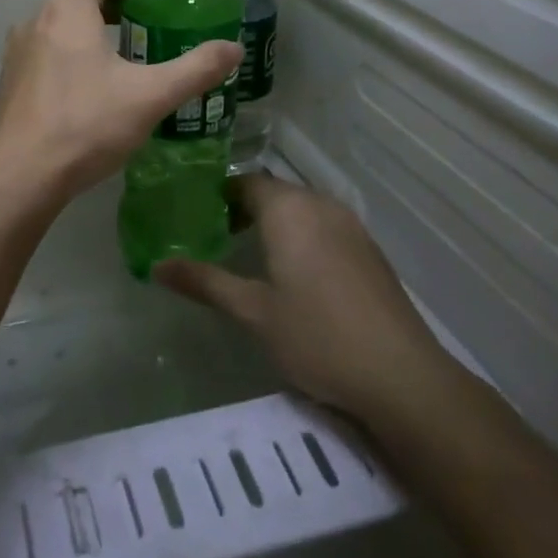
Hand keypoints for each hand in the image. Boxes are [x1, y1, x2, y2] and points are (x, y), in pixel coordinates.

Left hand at [0, 0, 241, 205]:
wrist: (20, 175)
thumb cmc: (86, 123)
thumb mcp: (150, 96)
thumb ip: (195, 69)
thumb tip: (235, 49)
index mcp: (67, 10)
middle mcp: (35, 22)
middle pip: (77, 1)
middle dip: (112, 10)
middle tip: (146, 29)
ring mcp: (17, 54)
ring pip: (59, 31)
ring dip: (88, 37)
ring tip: (122, 62)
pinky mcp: (9, 84)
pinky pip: (44, 58)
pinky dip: (68, 61)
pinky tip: (88, 94)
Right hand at [154, 173, 455, 418]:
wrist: (401, 375)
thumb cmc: (317, 337)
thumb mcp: (253, 312)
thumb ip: (205, 282)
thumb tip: (157, 267)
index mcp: (289, 210)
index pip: (245, 182)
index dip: (219, 195)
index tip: (197, 217)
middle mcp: (320, 205)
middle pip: (274, 192)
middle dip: (244, 209)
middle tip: (216, 238)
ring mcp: (350, 225)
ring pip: (301, 208)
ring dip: (275, 222)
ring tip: (250, 255)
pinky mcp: (369, 249)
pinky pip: (324, 225)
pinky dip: (302, 235)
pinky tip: (296, 274)